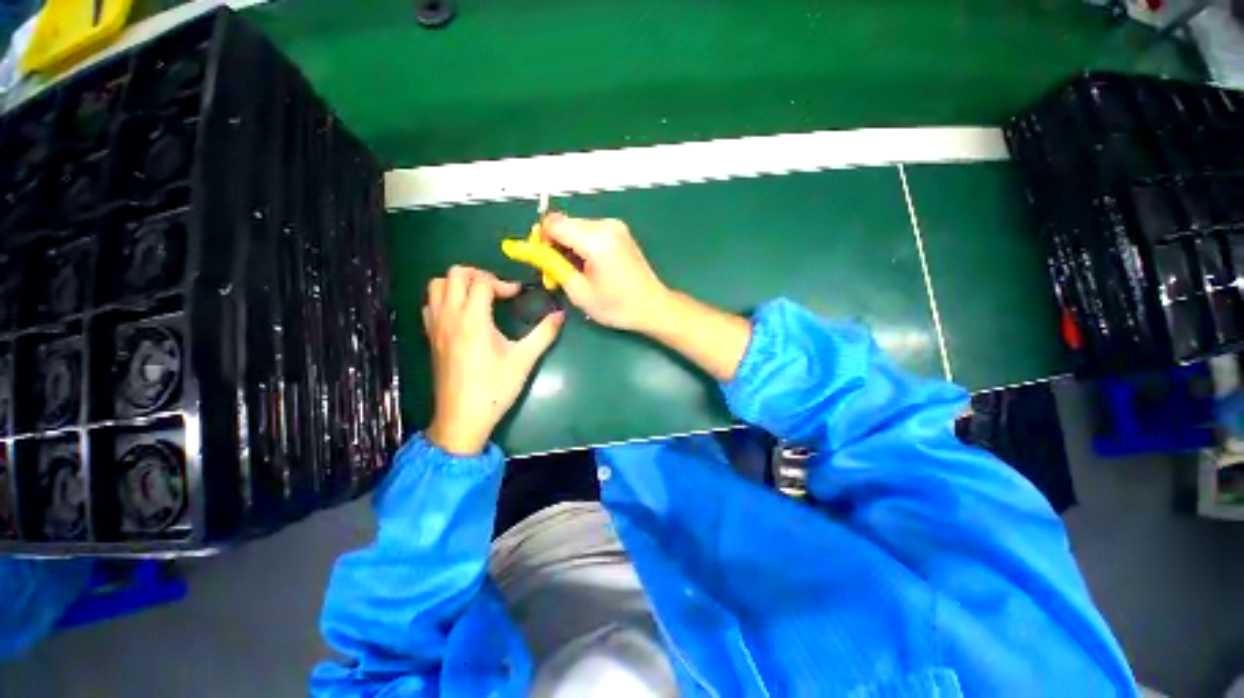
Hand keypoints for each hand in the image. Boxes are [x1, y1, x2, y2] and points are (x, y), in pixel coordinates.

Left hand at [423, 266, 562, 454]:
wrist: (462, 417)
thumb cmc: (495, 388)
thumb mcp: (524, 360)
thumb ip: (544, 334)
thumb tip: (561, 315)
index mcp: (473, 319)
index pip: (481, 282)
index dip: (502, 283)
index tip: (517, 295)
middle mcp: (449, 316)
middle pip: (454, 274)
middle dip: (478, 275)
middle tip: (497, 290)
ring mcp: (435, 326)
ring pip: (437, 285)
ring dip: (459, 284)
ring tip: (480, 297)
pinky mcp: (431, 337)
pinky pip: (430, 304)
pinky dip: (445, 298)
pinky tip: (462, 314)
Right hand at [541, 213, 671, 331]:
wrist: (653, 306)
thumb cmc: (618, 306)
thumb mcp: (580, 292)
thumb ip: (555, 267)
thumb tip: (537, 251)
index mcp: (596, 240)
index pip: (554, 223)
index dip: (541, 238)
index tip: (541, 258)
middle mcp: (606, 225)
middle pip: (565, 223)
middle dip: (555, 243)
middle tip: (557, 270)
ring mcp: (616, 226)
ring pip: (576, 227)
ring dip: (568, 245)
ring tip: (574, 271)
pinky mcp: (620, 232)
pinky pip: (590, 231)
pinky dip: (582, 244)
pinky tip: (587, 265)